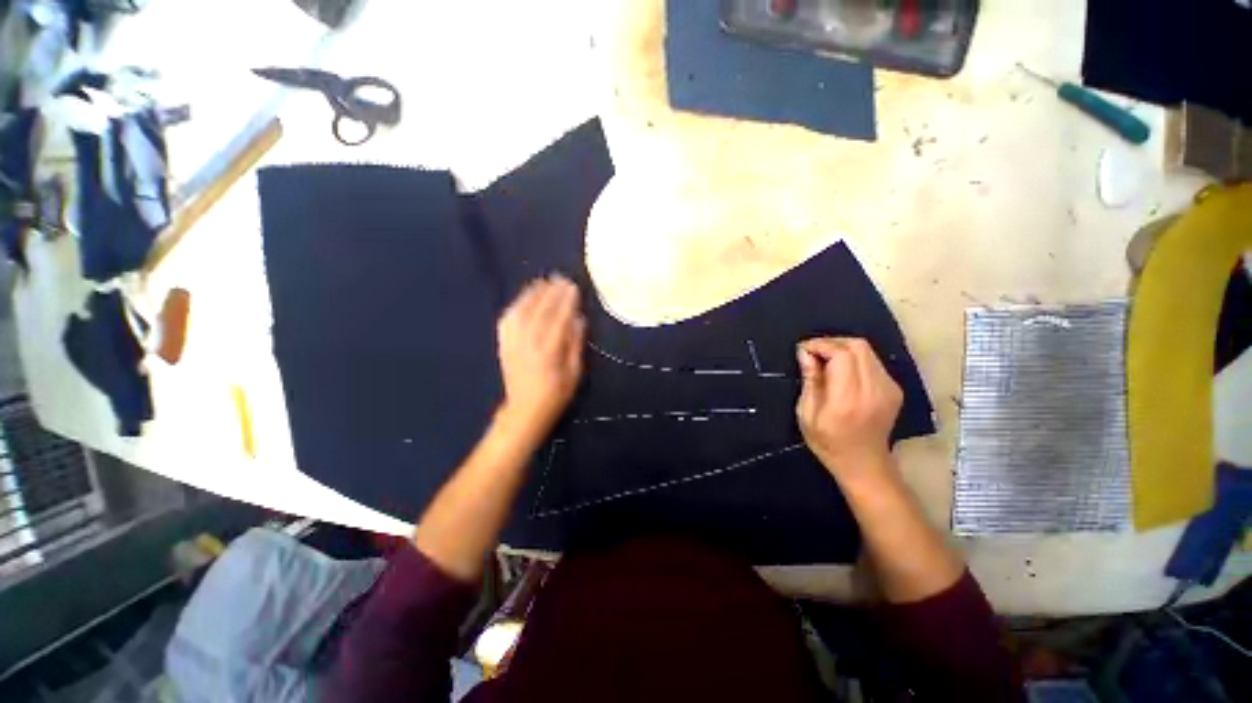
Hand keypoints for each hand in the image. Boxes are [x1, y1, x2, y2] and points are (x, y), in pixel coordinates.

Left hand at [496, 275, 585, 437]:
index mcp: (549, 351)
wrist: (524, 411)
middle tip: (560, 278)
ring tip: (543, 282)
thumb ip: (576, 344)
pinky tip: (523, 299)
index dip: (566, 300)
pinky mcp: (504, 345)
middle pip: (540, 310)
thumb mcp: (574, 373)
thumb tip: (579, 319)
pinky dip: (516, 306)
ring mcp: (513, 343)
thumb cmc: (556, 394)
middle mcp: (529, 342)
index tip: (573, 286)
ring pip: (521, 311)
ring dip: (532, 294)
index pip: (559, 318)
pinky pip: (508, 320)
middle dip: (551, 292)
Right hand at [795, 337, 901, 480]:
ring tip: (825, 360)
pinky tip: (842, 372)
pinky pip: (873, 362)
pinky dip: (854, 359)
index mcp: (848, 397)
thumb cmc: (827, 442)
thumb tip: (805, 353)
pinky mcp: (894, 389)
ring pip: (867, 351)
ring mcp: (888, 388)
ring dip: (843, 349)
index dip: (820, 345)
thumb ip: (809, 380)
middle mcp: (873, 389)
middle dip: (831, 342)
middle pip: (857, 346)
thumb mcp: (806, 413)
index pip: (841, 354)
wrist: (864, 463)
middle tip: (813, 352)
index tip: (803, 349)